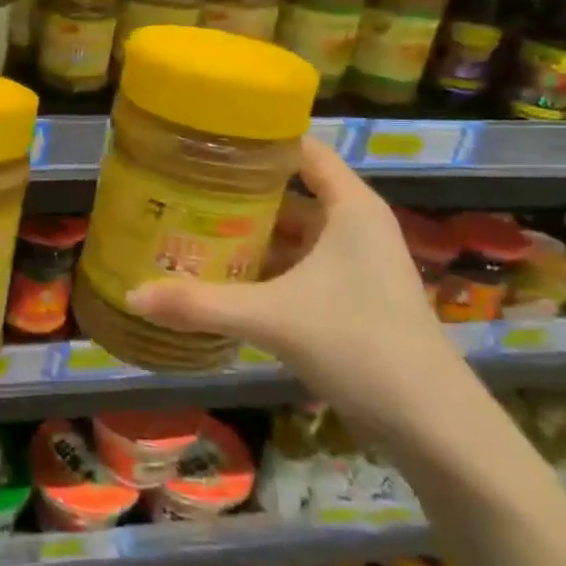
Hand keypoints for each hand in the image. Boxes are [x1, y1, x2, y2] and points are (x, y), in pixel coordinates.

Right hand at [125, 137, 474, 452]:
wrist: (433, 425)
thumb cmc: (360, 345)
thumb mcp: (273, 318)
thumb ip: (201, 304)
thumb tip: (132, 293)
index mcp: (350, 208)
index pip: (302, 150)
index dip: (256, 140)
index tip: (204, 140)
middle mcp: (354, 226)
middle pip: (289, 192)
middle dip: (237, 192)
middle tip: (180, 187)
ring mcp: (354, 265)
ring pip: (291, 234)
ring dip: (248, 233)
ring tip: (189, 227)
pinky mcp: (350, 298)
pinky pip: (296, 266)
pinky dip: (263, 267)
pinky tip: (223, 276)